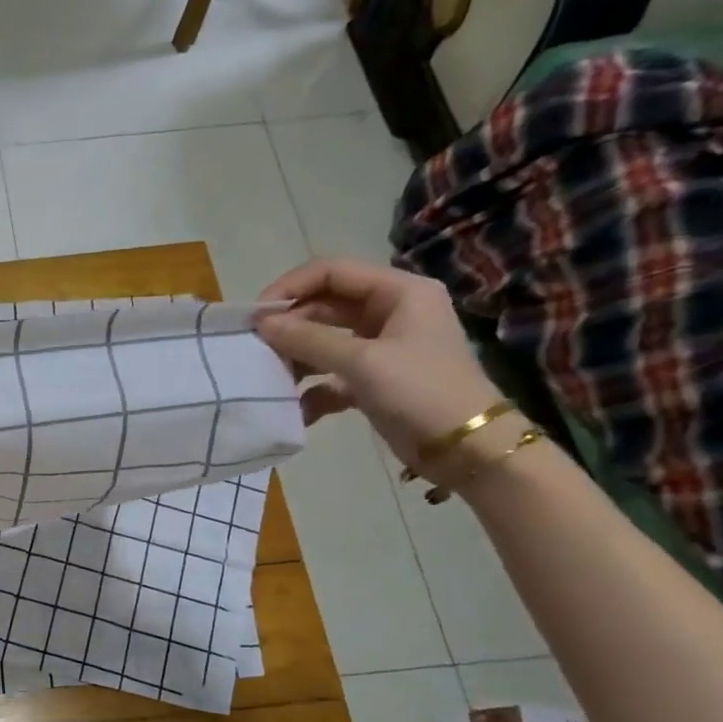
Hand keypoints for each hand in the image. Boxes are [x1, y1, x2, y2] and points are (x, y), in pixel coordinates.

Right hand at [254, 259, 499, 468]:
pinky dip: (311, 390)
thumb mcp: (362, 361)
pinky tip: (296, 410)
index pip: (332, 272)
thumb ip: (308, 339)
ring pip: (324, 341)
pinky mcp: (373, 380)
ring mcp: (381, 347)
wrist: (466, 449)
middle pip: (324, 306)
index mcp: (399, 292)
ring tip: (270, 378)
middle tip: (256, 349)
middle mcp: (390, 312)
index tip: (257, 315)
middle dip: (290, 326)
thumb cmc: (421, 391)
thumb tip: (261, 323)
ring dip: (296, 358)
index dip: (291, 287)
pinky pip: (330, 375)